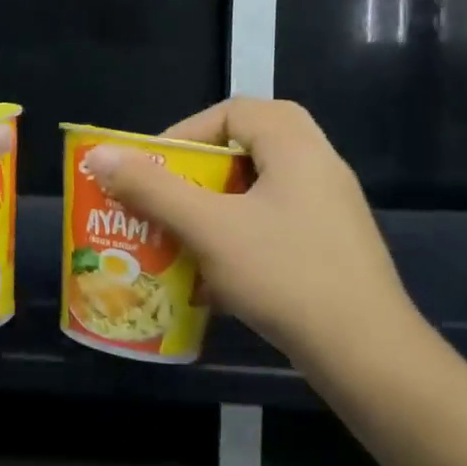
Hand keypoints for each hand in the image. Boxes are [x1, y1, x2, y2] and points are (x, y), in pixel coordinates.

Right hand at [86, 99, 417, 364]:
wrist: (365, 353)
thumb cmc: (284, 274)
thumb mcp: (208, 227)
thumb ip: (152, 188)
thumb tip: (101, 155)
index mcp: (295, 145)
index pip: (232, 112)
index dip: (186, 133)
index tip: (154, 168)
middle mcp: (318, 165)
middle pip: (245, 149)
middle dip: (196, 175)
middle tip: (165, 198)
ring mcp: (329, 208)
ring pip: (256, 191)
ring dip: (213, 209)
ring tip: (179, 236)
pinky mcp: (330, 246)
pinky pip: (272, 224)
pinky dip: (237, 238)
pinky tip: (212, 276)